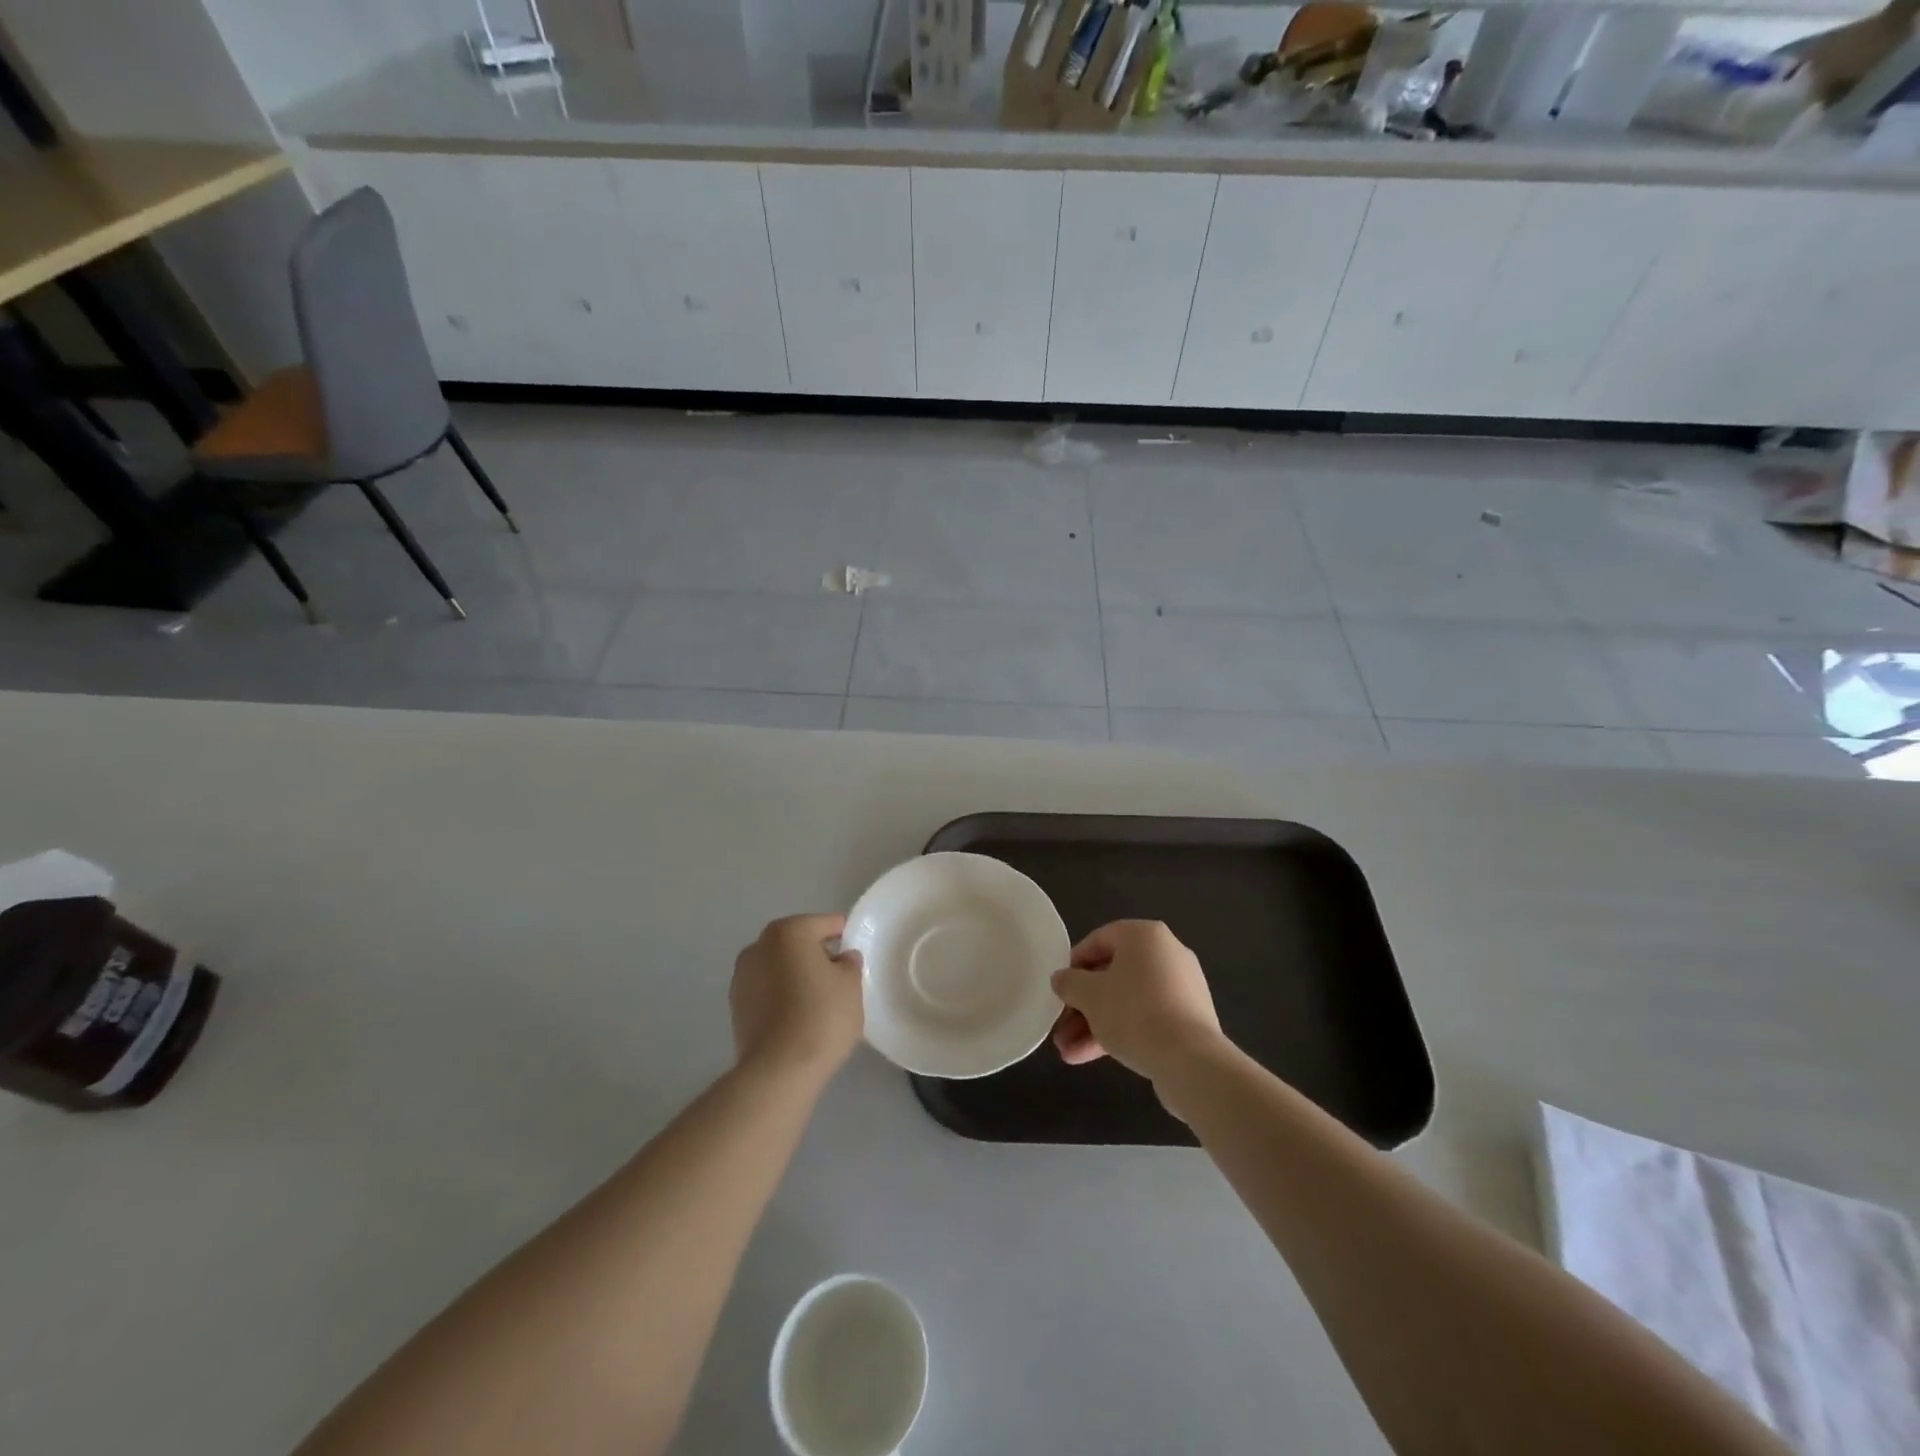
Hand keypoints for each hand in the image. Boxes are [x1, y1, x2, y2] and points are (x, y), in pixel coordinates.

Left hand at [730, 914, 863, 1080]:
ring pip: (780, 967)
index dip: (844, 936)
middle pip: (798, 943)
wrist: (779, 1070)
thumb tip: (842, 958)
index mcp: (789, 931)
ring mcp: (742, 977)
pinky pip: (767, 991)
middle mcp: (759, 946)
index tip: (856, 955)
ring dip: (797, 976)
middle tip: (840, 979)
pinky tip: (799, 1017)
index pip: (825, 924)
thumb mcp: (851, 985)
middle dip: (817, 956)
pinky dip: (782, 996)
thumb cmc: (822, 1016)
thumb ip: (849, 963)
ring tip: (819, 1001)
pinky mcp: (736, 1007)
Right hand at [1051, 920, 1224, 1086]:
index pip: (1098, 940)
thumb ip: (1069, 983)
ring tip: (1067, 1052)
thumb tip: (1061, 979)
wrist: (1190, 1061)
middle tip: (1060, 1027)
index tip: (1059, 989)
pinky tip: (1088, 1057)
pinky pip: (1146, 1017)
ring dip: (1094, 1024)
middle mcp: (1166, 953)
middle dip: (1082, 1005)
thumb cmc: (1134, 1013)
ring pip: (1127, 1000)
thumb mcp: (1089, 995)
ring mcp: (1180, 987)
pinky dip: (1119, 1032)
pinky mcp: (1188, 1018)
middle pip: (1112, 975)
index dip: (1073, 965)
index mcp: (1144, 936)